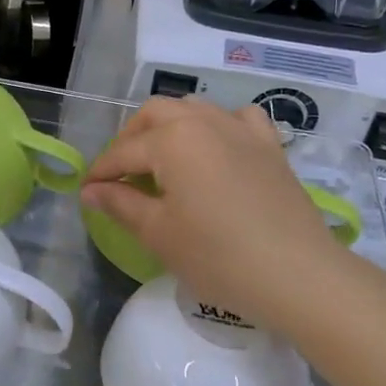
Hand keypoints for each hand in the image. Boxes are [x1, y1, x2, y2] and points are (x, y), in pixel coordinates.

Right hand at [81, 98, 348, 326]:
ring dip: (170, 126)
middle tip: (120, 174)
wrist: (298, 276)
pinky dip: (220, 126)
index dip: (100, 173)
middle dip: (130, 139)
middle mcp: (205, 122)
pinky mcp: (270, 147)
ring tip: (161, 160)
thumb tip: (91, 190)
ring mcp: (242, 130)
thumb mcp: (158, 233)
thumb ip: (120, 203)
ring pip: (195, 109)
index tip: (86, 193)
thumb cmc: (218, 256)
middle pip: (155, 114)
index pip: (123, 152)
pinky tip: (217, 148)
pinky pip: (239, 119)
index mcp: (172, 139)